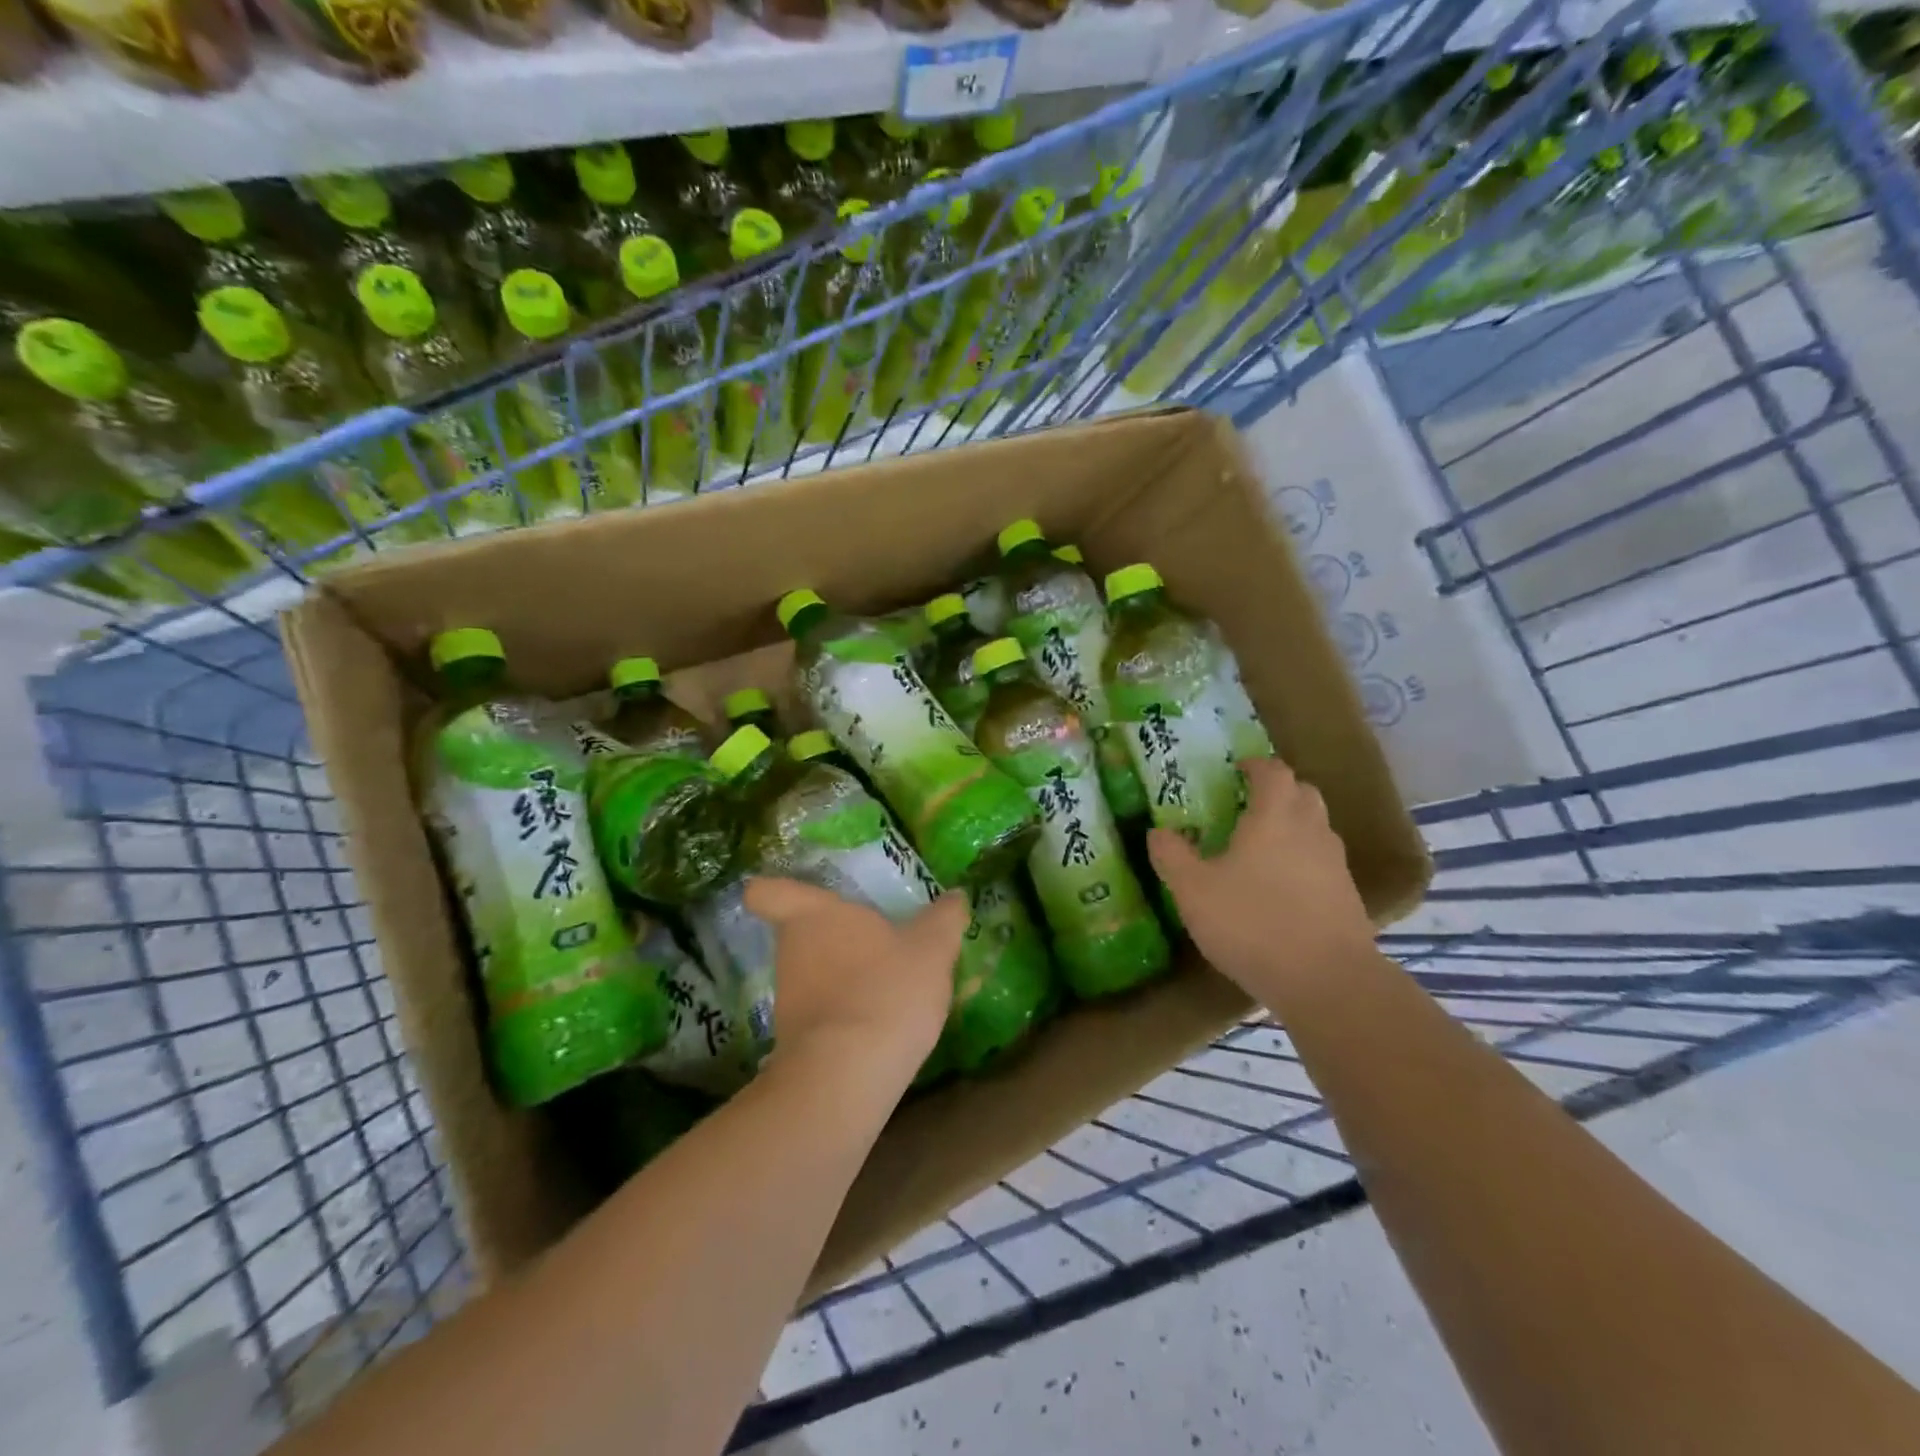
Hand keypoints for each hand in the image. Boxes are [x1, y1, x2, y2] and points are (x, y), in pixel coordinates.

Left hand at [743, 878, 968, 1079]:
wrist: (847, 1076)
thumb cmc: (886, 989)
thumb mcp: (932, 948)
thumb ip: (944, 918)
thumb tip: (956, 895)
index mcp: (813, 915)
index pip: (766, 892)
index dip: (772, 889)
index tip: (794, 892)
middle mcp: (790, 951)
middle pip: (798, 934)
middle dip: (830, 937)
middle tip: (870, 940)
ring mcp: (787, 999)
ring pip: (811, 976)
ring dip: (840, 978)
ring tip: (885, 986)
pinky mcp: (794, 1042)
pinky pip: (820, 1015)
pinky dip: (844, 1016)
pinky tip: (879, 1024)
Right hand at [1147, 758, 1374, 1000]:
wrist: (1327, 981)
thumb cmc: (1252, 922)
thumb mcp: (1194, 890)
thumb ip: (1172, 856)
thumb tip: (1157, 831)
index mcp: (1274, 816)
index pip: (1273, 771)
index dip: (1255, 765)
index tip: (1236, 770)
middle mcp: (1311, 830)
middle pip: (1303, 792)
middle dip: (1278, 791)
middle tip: (1247, 805)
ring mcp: (1334, 864)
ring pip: (1316, 827)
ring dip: (1293, 825)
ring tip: (1261, 848)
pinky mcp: (1347, 896)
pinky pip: (1323, 862)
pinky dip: (1304, 861)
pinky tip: (1281, 888)